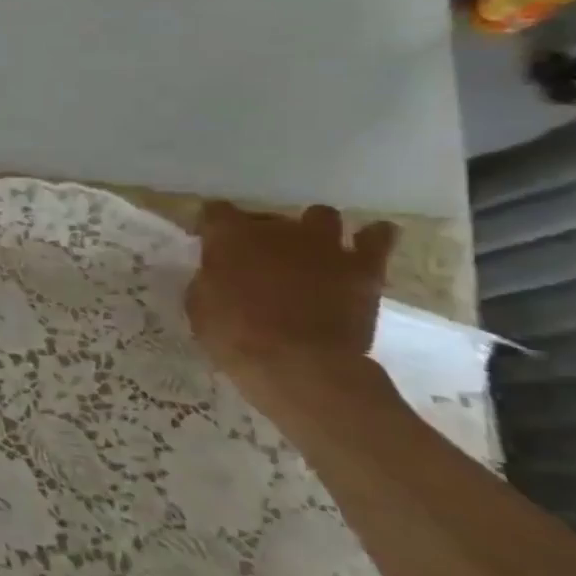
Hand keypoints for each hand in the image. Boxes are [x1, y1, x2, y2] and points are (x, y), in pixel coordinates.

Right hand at [187, 202, 397, 380]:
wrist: (298, 364)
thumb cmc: (234, 336)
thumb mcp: (199, 306)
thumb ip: (209, 279)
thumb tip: (219, 274)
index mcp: (230, 235)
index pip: (215, 211)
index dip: (213, 227)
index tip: (211, 243)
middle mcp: (276, 229)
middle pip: (266, 217)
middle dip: (261, 235)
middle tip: (258, 261)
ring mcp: (324, 245)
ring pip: (321, 215)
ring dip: (312, 230)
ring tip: (309, 251)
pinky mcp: (363, 267)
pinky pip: (377, 237)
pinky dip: (371, 237)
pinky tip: (366, 243)